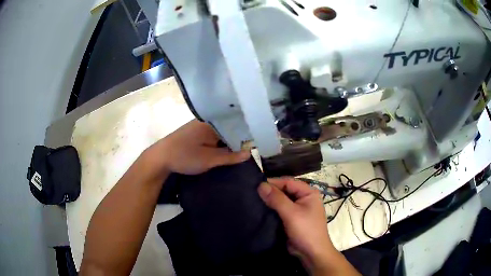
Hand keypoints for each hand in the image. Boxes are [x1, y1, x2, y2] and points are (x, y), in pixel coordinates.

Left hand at [147, 120, 250, 174]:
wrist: (160, 158)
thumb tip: (249, 153)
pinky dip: (218, 144)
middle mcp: (207, 122)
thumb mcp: (209, 159)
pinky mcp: (195, 133)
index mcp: (211, 123)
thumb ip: (229, 156)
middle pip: (228, 129)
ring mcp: (200, 127)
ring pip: (220, 133)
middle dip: (237, 140)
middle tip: (248, 152)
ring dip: (227, 143)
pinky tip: (223, 152)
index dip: (246, 135)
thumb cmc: (184, 157)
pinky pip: (212, 136)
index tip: (255, 145)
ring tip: (239, 152)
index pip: (235, 125)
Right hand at [257, 178, 332, 263]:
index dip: (272, 182)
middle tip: (251, 192)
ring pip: (281, 201)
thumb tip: (261, 185)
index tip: (255, 184)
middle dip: (270, 192)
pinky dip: (271, 210)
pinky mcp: (291, 219)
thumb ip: (277, 199)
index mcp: (308, 193)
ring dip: (269, 201)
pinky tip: (259, 209)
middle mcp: (304, 198)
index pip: (288, 182)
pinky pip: (280, 210)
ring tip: (252, 200)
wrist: (311, 253)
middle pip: (284, 190)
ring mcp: (298, 209)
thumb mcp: (291, 213)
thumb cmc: (305, 230)